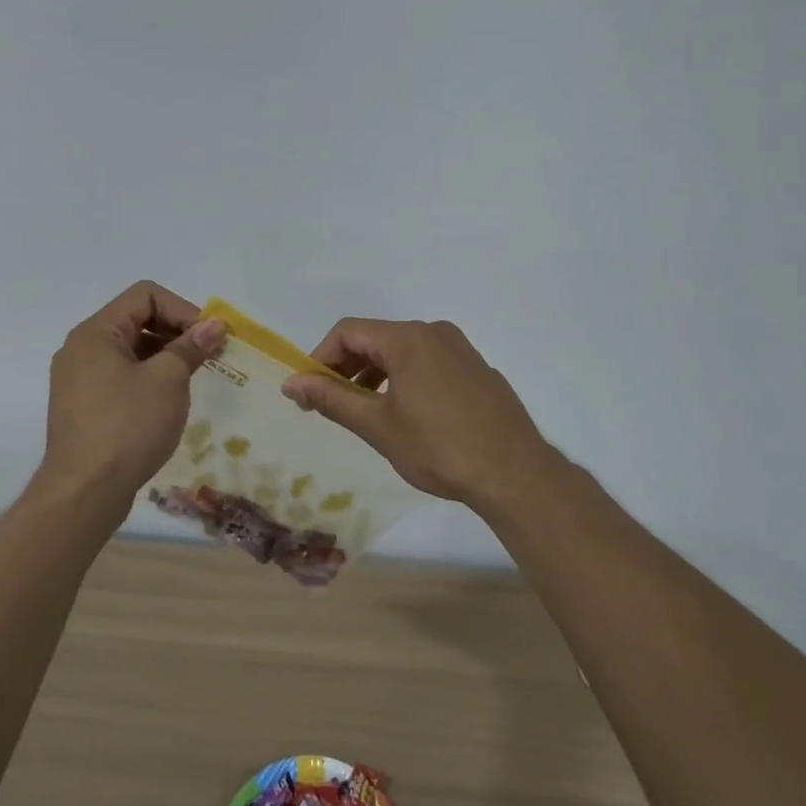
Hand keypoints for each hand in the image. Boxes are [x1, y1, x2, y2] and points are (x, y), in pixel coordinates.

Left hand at [36, 282, 225, 511]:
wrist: (84, 492)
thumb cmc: (128, 426)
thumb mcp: (168, 381)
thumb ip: (190, 347)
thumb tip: (213, 326)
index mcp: (96, 332)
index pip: (145, 294)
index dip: (182, 309)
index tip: (208, 337)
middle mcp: (81, 348)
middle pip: (136, 319)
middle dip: (176, 331)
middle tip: (207, 356)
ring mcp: (78, 379)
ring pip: (129, 349)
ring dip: (164, 355)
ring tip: (191, 378)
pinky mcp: (83, 406)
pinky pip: (119, 375)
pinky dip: (147, 377)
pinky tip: (167, 401)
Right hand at [281, 318, 555, 512]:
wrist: (514, 473)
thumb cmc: (438, 448)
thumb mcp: (377, 425)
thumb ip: (331, 399)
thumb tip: (290, 382)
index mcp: (407, 339)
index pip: (347, 332)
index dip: (320, 357)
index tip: (309, 392)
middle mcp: (434, 333)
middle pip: (375, 338)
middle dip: (347, 367)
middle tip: (332, 404)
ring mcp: (460, 349)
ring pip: (403, 351)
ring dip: (375, 374)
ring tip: (366, 411)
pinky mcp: (477, 369)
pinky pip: (429, 362)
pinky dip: (405, 378)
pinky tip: (408, 414)